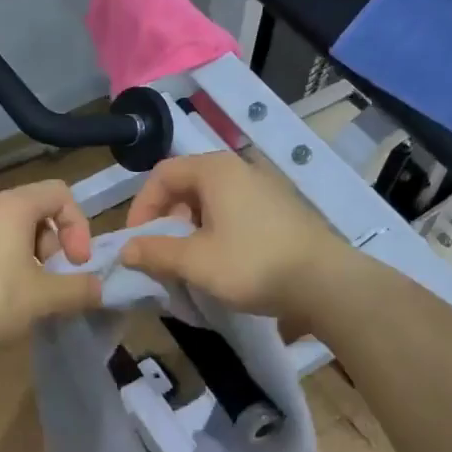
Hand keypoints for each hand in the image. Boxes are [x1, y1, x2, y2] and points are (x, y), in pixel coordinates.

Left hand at [0, 179, 102, 359]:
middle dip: (54, 247)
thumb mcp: (43, 299)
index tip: (77, 264)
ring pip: (9, 233)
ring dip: (29, 261)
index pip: (60, 194)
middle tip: (53, 283)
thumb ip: (79, 290)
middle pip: (35, 213)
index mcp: (12, 206)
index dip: (79, 226)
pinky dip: (3, 267)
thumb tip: (100, 288)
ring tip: (28, 297)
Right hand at [120, 152, 354, 325]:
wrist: (325, 282)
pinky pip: (234, 212)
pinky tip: (221, 263)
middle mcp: (240, 169)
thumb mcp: (195, 261)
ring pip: (211, 201)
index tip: (137, 241)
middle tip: (161, 252)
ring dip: (190, 228)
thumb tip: (126, 250)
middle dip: (166, 219)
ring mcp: (264, 188)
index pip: (162, 174)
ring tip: (189, 262)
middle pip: (187, 185)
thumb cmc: (252, 264)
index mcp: (215, 171)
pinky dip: (216, 231)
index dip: (141, 206)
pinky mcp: (280, 210)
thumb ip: (156, 252)